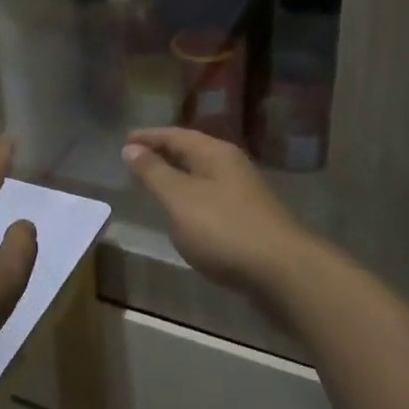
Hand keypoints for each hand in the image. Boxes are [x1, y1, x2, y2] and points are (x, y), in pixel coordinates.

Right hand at [122, 128, 327, 308]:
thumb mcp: (179, 199)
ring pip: (202, 176)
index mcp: (215, 154)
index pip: (176, 135)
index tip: (124, 140)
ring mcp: (244, 194)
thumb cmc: (224, 229)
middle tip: (135, 159)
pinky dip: (190, 199)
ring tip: (154, 185)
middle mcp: (232, 167)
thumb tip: (131, 148)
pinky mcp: (249, 221)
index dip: (149, 137)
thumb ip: (154, 173)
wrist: (284, 274)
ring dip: (177, 177)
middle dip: (163, 153)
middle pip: (192, 152)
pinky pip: (211, 199)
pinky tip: (183, 216)